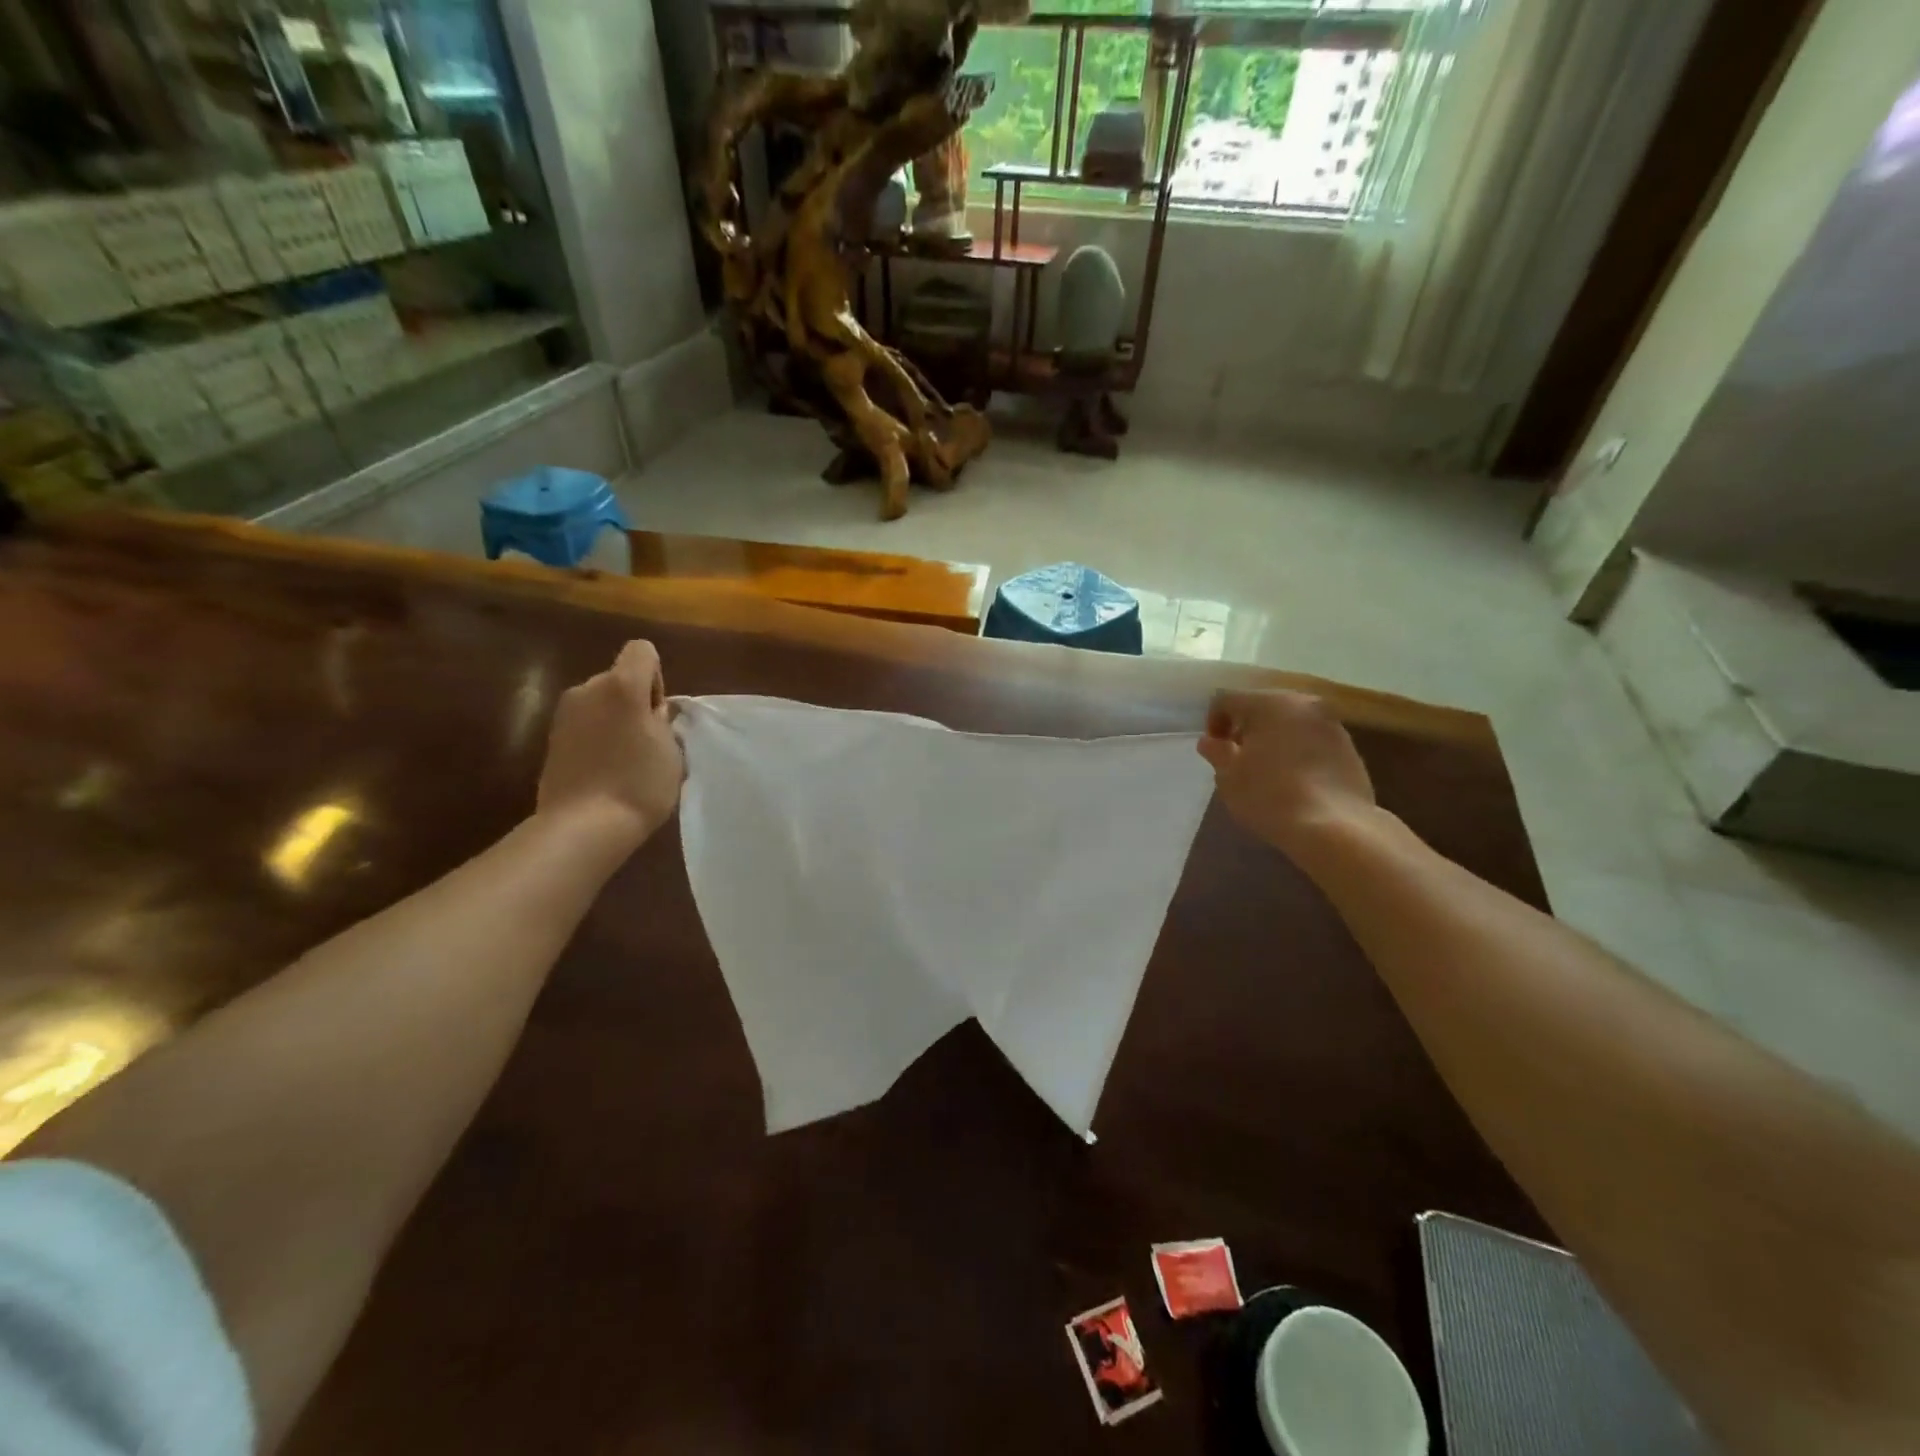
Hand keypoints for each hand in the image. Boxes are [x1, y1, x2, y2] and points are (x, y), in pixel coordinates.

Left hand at [536, 641, 683, 847]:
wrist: (583, 826)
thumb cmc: (639, 784)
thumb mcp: (671, 750)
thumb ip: (662, 721)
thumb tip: (651, 713)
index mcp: (622, 686)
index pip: (642, 650)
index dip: (656, 677)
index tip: (657, 714)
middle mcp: (588, 689)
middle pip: (619, 678)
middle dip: (634, 701)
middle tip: (646, 742)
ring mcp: (564, 713)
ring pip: (600, 702)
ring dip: (614, 720)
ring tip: (625, 760)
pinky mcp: (551, 738)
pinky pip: (584, 725)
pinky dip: (596, 738)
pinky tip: (604, 770)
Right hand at [1197, 689, 1375, 855]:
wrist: (1334, 826)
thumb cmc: (1270, 796)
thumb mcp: (1230, 777)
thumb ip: (1217, 753)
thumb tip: (1209, 742)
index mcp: (1268, 703)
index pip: (1227, 700)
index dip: (1213, 722)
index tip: (1214, 750)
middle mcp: (1302, 703)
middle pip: (1262, 706)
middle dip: (1245, 727)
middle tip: (1237, 757)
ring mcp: (1330, 723)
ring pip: (1290, 721)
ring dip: (1273, 738)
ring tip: (1267, 769)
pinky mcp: (1349, 745)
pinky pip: (1312, 738)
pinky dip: (1297, 750)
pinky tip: (1293, 778)